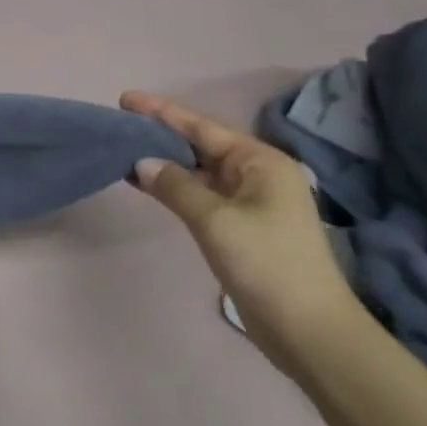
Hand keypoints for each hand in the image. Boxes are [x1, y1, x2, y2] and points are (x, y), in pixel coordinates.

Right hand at [121, 93, 367, 373]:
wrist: (306, 326)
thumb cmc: (266, 263)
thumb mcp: (216, 220)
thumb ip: (176, 187)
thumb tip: (142, 163)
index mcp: (260, 162)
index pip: (202, 128)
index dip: (163, 112)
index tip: (126, 99)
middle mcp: (257, 175)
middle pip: (201, 145)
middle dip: (161, 134)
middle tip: (120, 123)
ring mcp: (250, 202)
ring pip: (198, 171)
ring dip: (164, 162)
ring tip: (124, 149)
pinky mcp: (240, 227)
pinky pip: (200, 194)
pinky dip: (173, 187)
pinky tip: (147, 184)